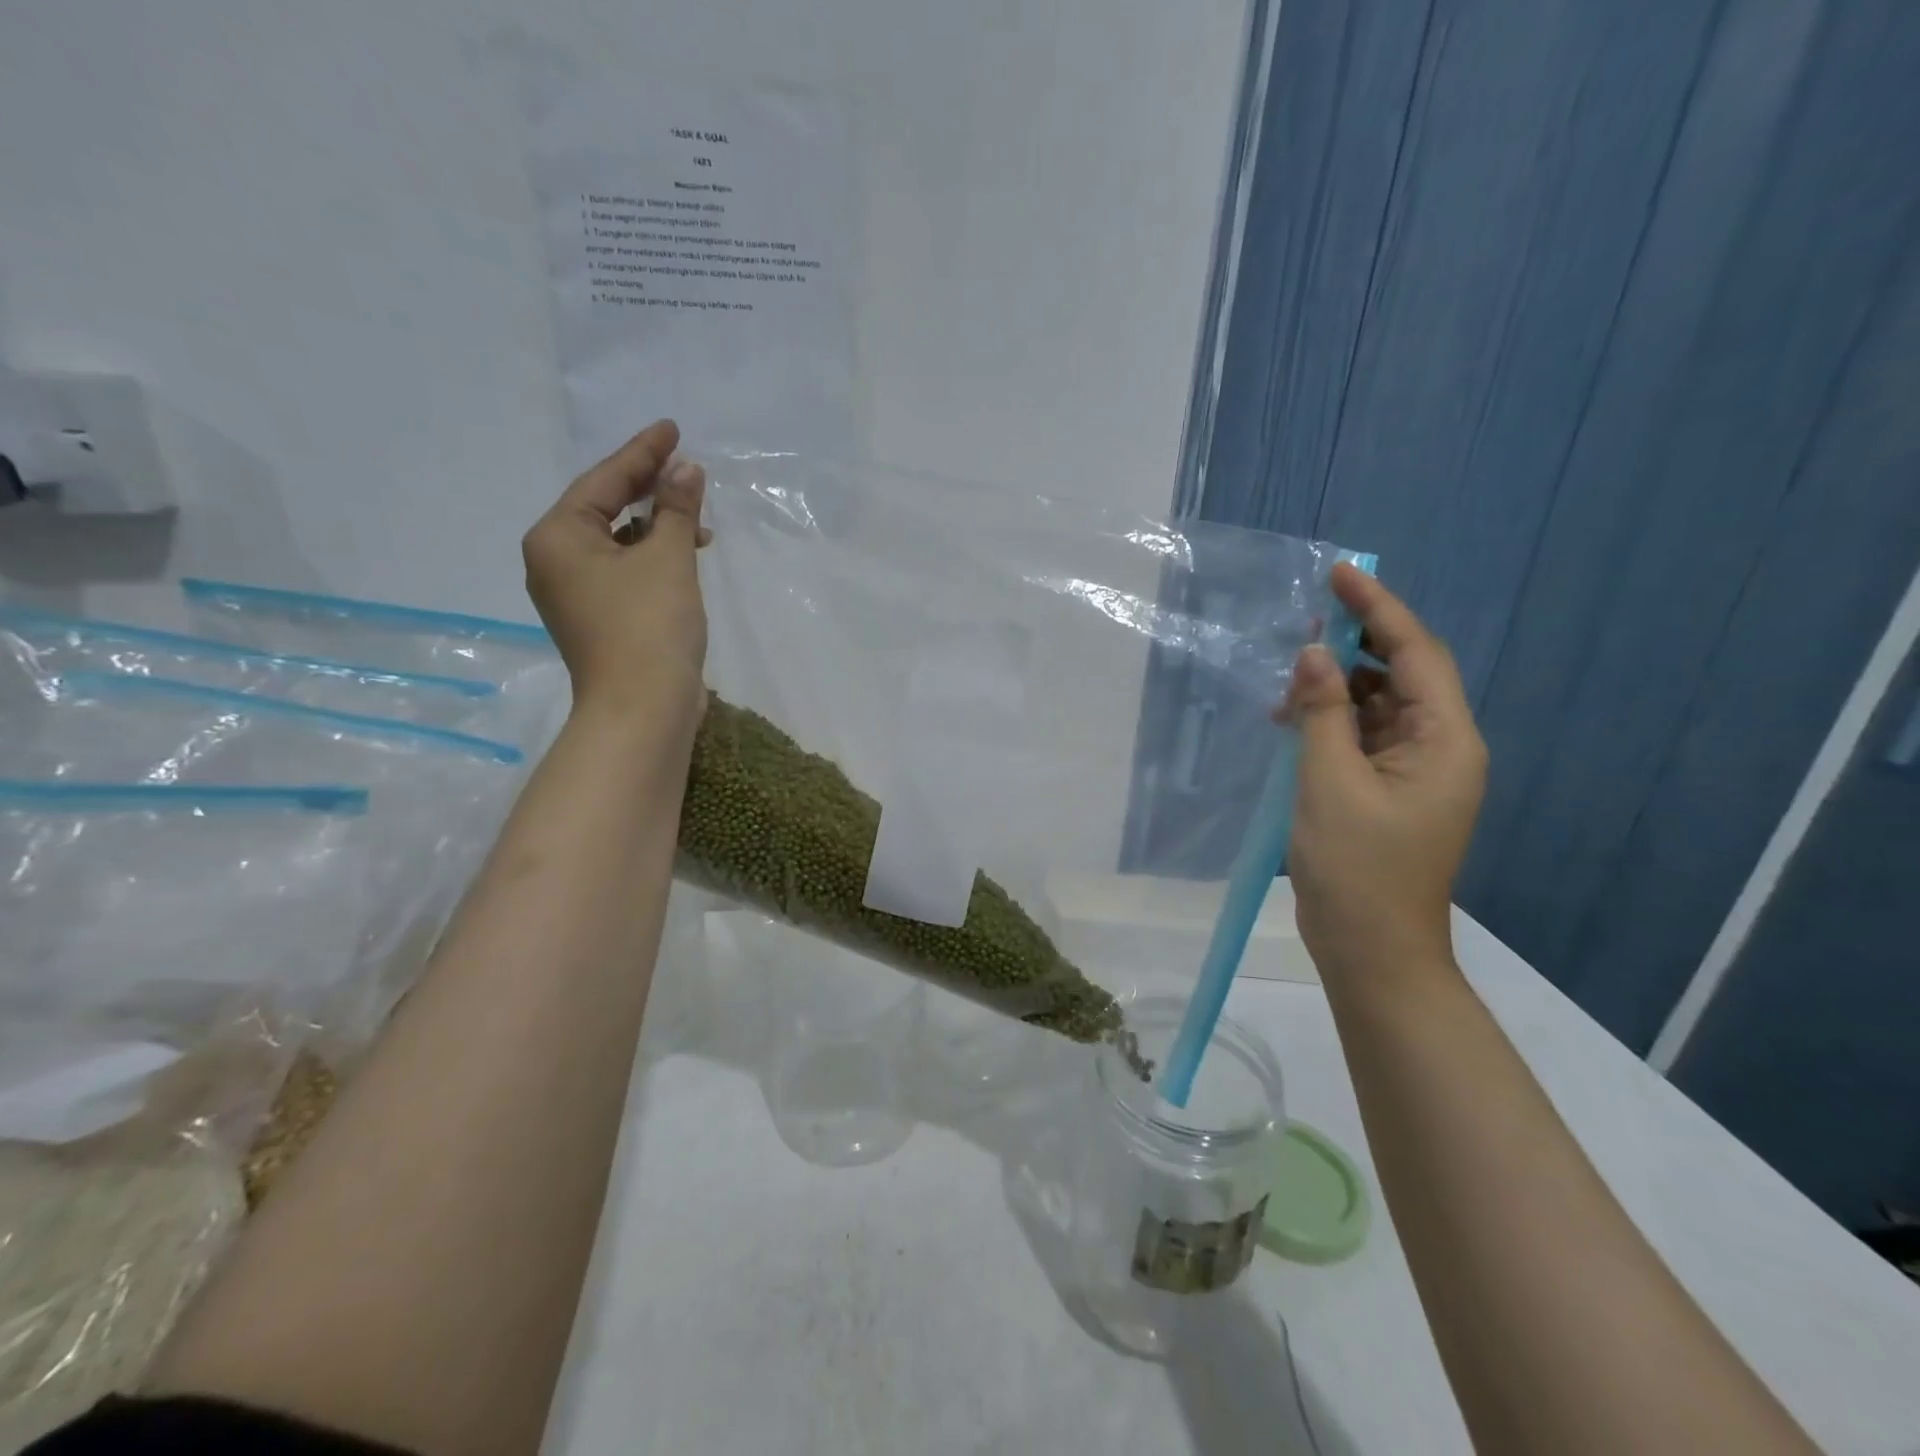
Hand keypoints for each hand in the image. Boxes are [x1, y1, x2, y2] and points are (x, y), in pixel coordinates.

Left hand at [522, 419, 710, 719]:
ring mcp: (575, 594)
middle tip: (687, 468)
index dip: (642, 453)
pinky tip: (684, 556)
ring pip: (617, 542)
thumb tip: (687, 469)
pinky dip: (653, 557)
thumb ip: (677, 508)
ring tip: (697, 519)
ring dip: (657, 526)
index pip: (603, 480)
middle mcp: (555, 561)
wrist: (643, 708)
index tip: (672, 429)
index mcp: (557, 537)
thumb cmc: (649, 625)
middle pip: (604, 509)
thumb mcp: (669, 558)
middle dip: (649, 489)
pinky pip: (624, 570)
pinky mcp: (599, 619)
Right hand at [1285, 564, 1486, 981]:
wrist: (1372, 950)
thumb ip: (1322, 713)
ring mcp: (1415, 772)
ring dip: (1335, 689)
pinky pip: (1363, 738)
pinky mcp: (1389, 791)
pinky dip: (1331, 722)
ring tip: (1284, 684)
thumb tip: (1311, 655)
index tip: (1340, 574)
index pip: (1416, 654)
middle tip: (1300, 625)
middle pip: (1401, 675)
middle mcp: (1440, 747)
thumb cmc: (1356, 868)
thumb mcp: (1329, 783)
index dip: (1378, 609)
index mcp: (1445, 740)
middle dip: (1352, 647)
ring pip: (1378, 707)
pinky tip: (1292, 722)